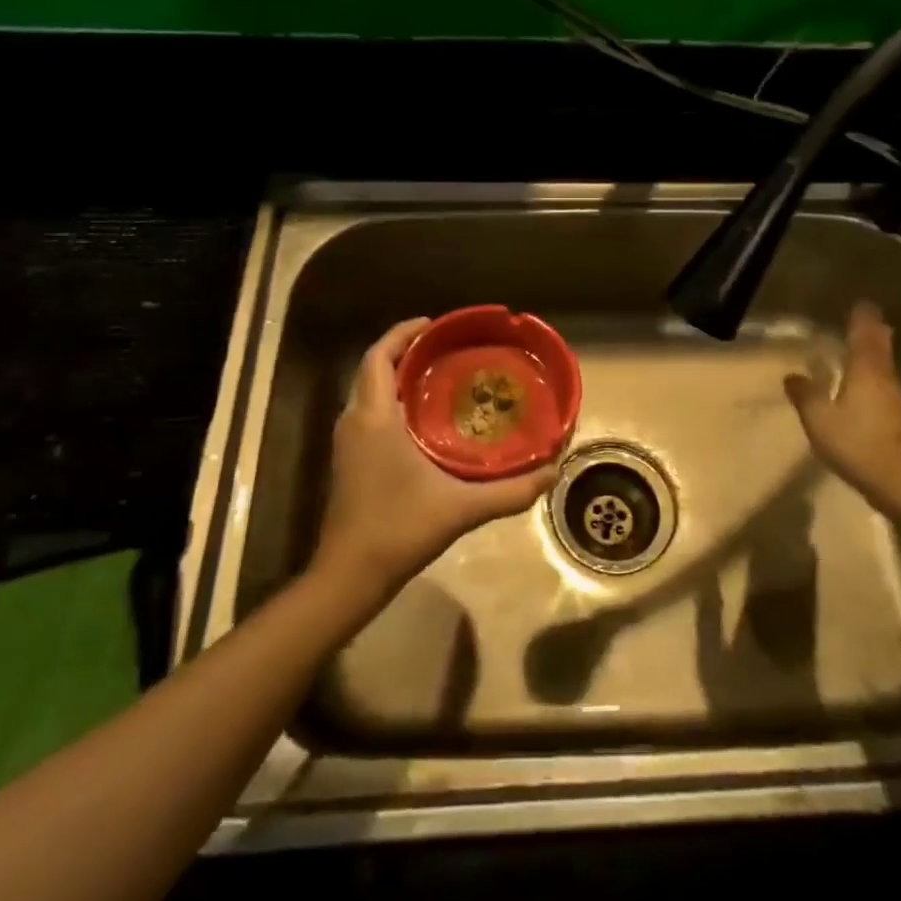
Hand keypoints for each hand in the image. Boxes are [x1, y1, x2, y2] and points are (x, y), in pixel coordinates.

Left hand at [312, 318, 559, 601]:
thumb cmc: (399, 529)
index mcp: (374, 418)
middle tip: (446, 348)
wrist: (349, 576)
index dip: (402, 333)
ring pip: (369, 392)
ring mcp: (348, 442)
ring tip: (439, 375)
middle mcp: (355, 421)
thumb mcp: (461, 508)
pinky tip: (423, 419)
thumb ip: (510, 491)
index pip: (378, 356)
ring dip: (397, 376)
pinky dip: (391, 401)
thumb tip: (553, 471)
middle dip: (404, 351)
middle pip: (373, 368)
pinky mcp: (349, 460)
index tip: (433, 323)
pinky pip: (369, 413)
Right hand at [784, 304, 900, 506]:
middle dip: (873, 334)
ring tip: (859, 354)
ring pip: (885, 370)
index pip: (865, 334)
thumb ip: (805, 395)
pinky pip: (885, 392)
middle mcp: (887, 379)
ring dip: (874, 359)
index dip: (862, 317)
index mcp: (867, 370)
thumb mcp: (820, 419)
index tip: (861, 303)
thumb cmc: (859, 443)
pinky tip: (863, 393)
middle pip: (881, 349)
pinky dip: (874, 383)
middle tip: (864, 322)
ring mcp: (899, 402)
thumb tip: (792, 375)